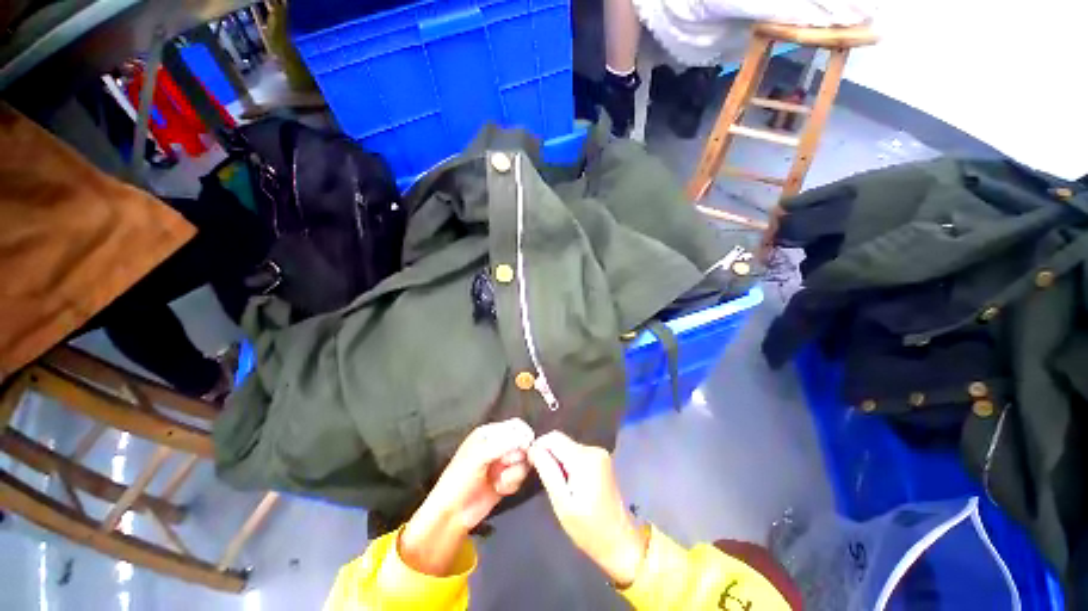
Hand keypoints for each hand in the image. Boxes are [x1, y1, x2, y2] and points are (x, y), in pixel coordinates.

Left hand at [400, 418, 534, 574]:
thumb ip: (504, 444)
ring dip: (514, 473)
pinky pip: (521, 477)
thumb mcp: (479, 456)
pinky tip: (499, 489)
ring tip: (499, 481)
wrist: (452, 514)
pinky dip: (512, 483)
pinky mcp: (507, 480)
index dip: (523, 435)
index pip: (515, 425)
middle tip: (504, 465)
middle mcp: (499, 445)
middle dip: (517, 456)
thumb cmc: (460, 479)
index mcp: (489, 433)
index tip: (525, 447)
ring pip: (524, 461)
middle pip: (524, 443)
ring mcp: (503, 463)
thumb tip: (527, 440)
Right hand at [528, 431, 647, 586]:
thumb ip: (547, 471)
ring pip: (567, 446)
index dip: (538, 446)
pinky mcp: (601, 460)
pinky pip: (576, 453)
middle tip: (540, 478)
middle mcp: (593, 449)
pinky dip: (567, 463)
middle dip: (547, 454)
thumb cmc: (588, 529)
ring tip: (555, 484)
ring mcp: (599, 453)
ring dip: (557, 460)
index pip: (553, 437)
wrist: (619, 541)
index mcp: (584, 458)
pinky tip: (567, 483)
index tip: (530, 464)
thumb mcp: (562, 503)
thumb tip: (533, 448)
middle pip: (561, 441)